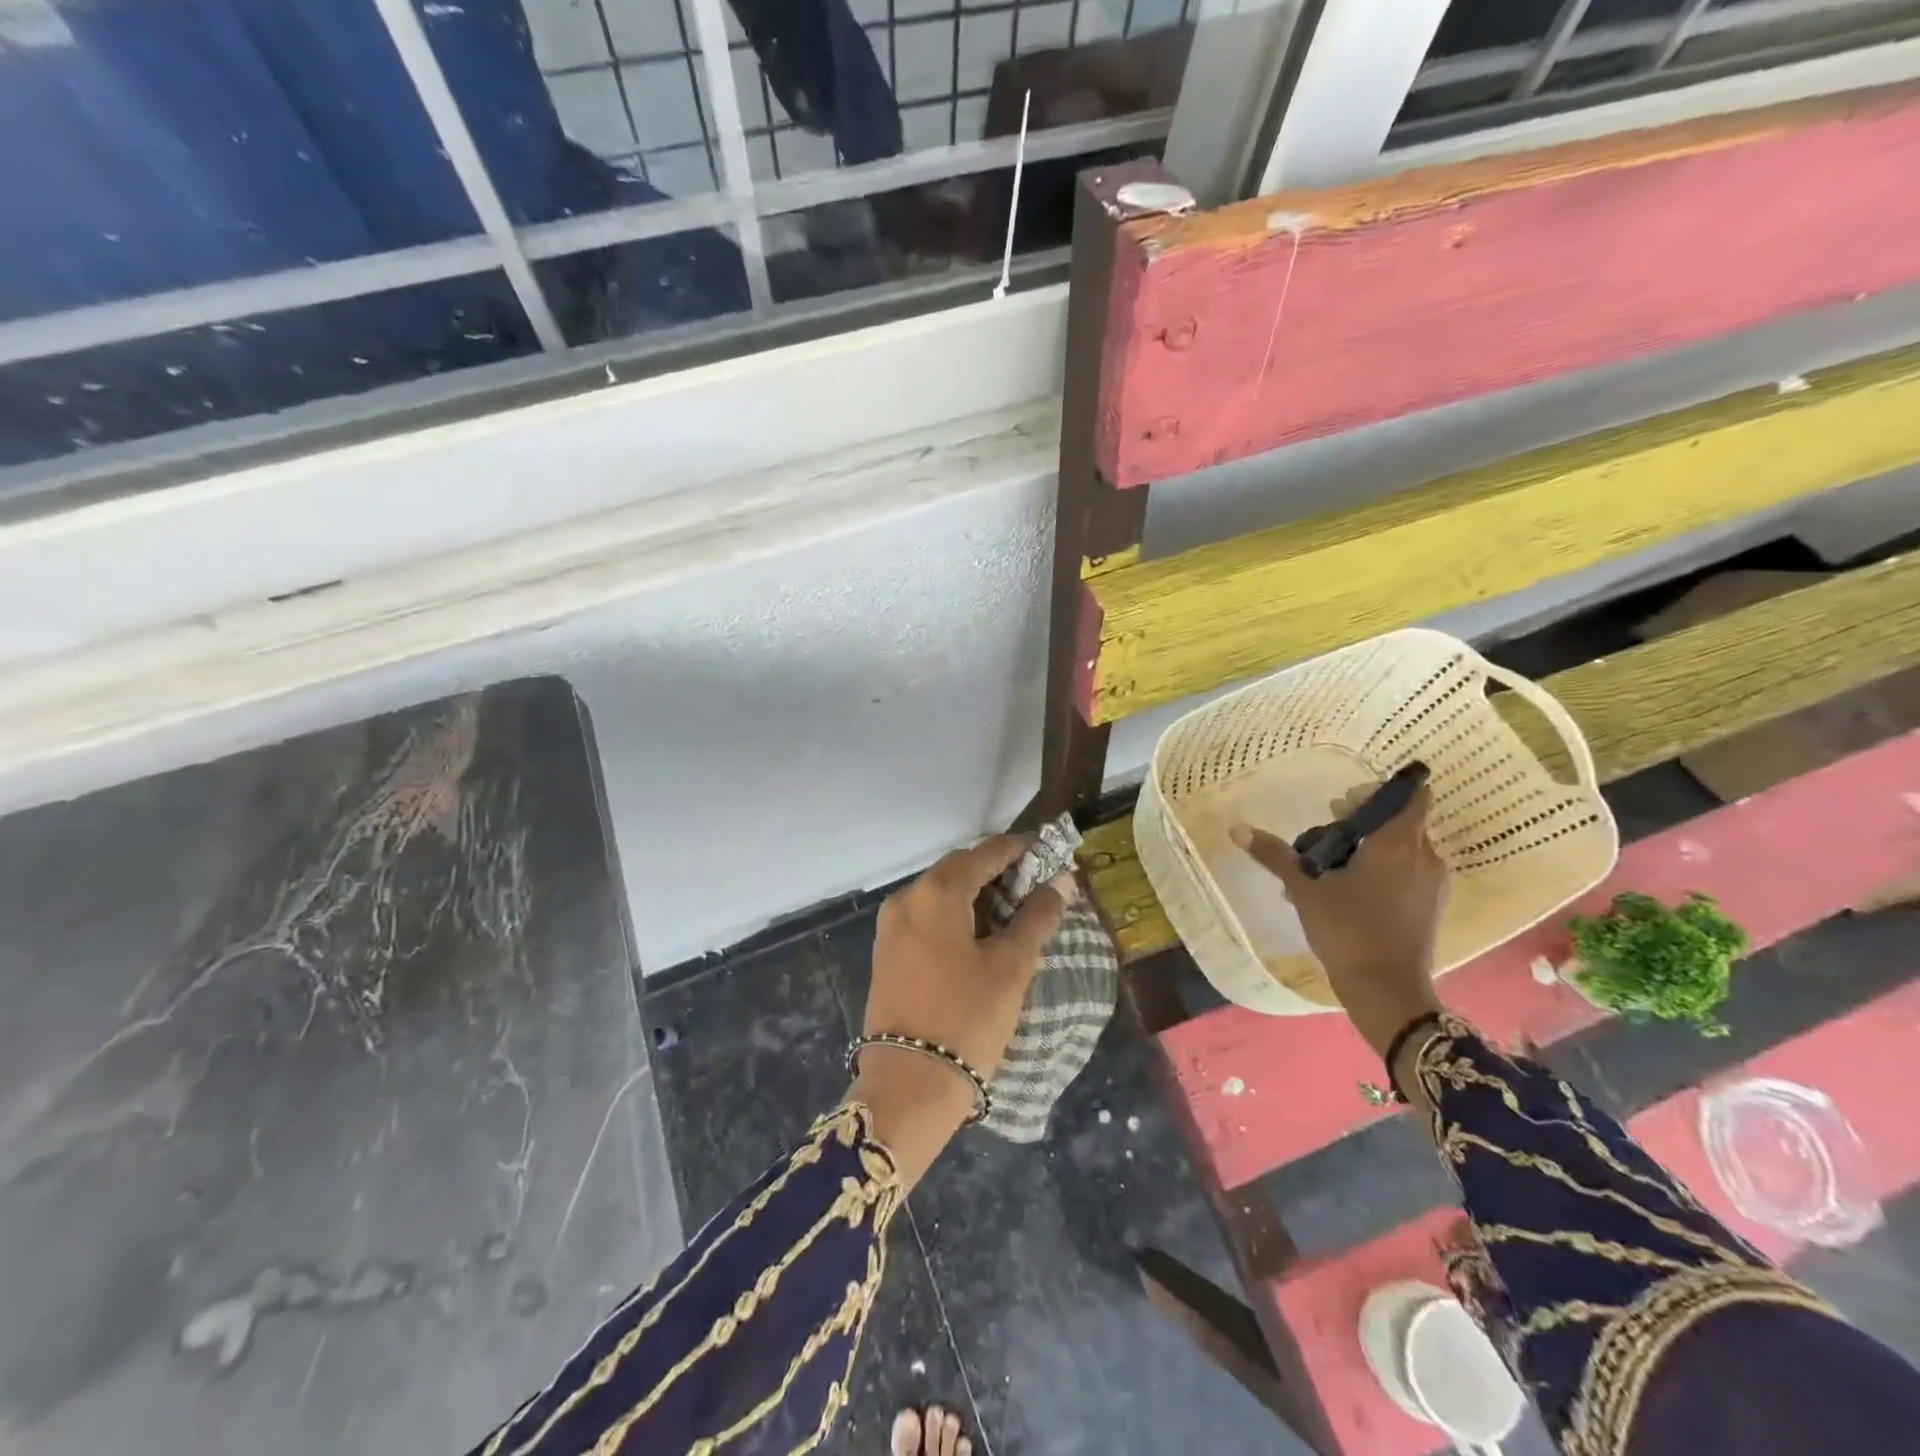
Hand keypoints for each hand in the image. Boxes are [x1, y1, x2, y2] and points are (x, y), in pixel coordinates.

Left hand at [851, 836, 1068, 1185]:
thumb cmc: (967, 1019)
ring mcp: (891, 926)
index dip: (1019, 849)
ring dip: (978, 895)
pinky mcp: (888, 953)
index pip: (984, 852)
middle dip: (998, 872)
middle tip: (1037, 887)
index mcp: (935, 892)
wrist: (908, 1087)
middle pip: (959, 869)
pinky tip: (982, 936)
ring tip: (1016, 913)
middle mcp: (906, 898)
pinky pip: (928, 917)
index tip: (1049, 853)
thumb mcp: (1011, 966)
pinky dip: (957, 916)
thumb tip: (1061, 881)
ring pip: (942, 894)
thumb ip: (1037, 917)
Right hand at [1231, 782, 1446, 1056]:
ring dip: (1370, 848)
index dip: (1380, 791)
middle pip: (1401, 822)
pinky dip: (1382, 870)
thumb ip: (1276, 855)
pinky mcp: (1429, 907)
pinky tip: (1347, 890)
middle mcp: (1424, 857)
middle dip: (1364, 822)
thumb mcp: (1305, 890)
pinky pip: (1408, 873)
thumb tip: (1237, 829)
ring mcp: (1432, 884)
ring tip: (1330, 866)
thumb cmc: (1348, 930)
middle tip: (1325, 835)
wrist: (1386, 991)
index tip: (1347, 802)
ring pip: (1403, 849)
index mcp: (1399, 844)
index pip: (1411, 797)